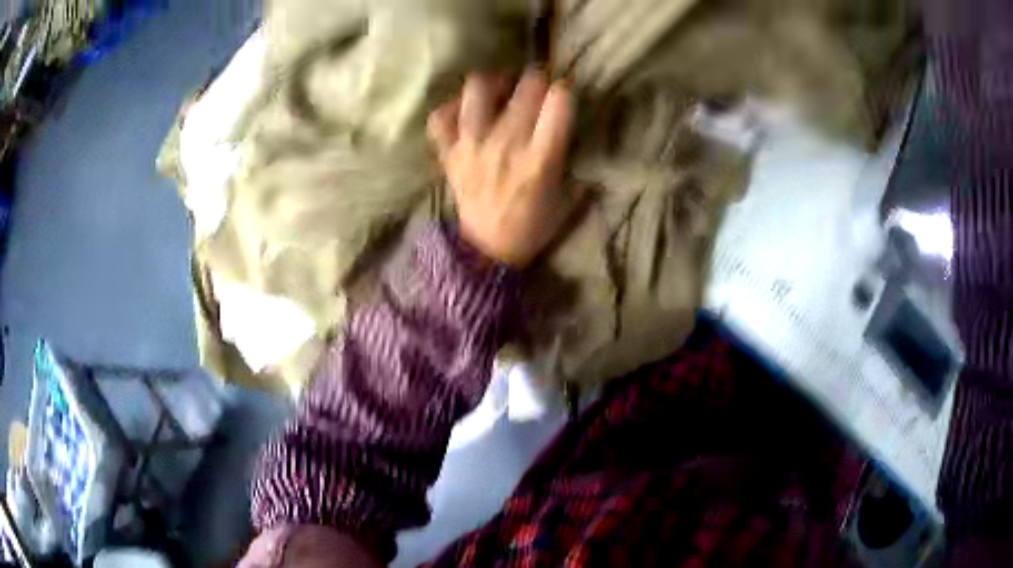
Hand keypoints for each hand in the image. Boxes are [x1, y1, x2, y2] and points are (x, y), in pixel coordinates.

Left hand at [427, 69, 578, 266]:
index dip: (565, 89)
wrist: (488, 251)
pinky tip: (465, 112)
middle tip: (537, 85)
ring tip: (500, 89)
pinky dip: (451, 109)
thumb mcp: (568, 199)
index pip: (559, 102)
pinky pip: (440, 118)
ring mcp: (472, 146)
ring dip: (493, 83)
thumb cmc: (533, 226)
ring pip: (477, 90)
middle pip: (524, 87)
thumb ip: (574, 162)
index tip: (564, 93)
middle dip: (537, 78)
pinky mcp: (449, 153)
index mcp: (540, 158)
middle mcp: (506, 144)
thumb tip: (576, 131)